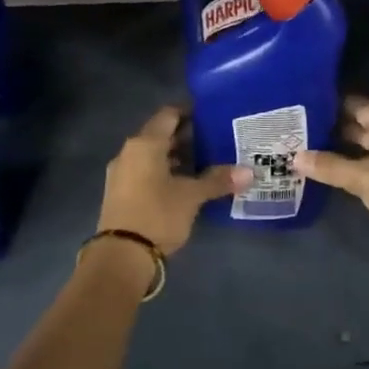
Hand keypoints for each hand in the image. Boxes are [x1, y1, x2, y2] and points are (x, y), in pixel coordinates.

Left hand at [97, 106, 247, 256]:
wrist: (121, 256)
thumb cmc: (157, 215)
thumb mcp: (192, 196)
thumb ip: (218, 180)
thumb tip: (249, 172)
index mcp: (145, 144)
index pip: (169, 115)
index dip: (190, 112)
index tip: (212, 116)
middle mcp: (129, 152)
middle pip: (160, 134)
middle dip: (186, 136)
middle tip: (215, 140)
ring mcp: (121, 173)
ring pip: (152, 155)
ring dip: (175, 157)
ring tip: (205, 162)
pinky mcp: (120, 193)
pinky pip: (145, 172)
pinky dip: (164, 172)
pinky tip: (185, 184)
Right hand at [293, 97, 368, 271]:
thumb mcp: (363, 177)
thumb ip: (329, 166)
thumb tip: (295, 156)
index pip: (359, 105)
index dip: (333, 104)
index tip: (303, 104)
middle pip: (362, 127)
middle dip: (332, 129)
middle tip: (297, 131)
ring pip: (366, 151)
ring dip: (340, 152)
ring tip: (305, 151)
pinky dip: (352, 171)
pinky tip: (329, 176)